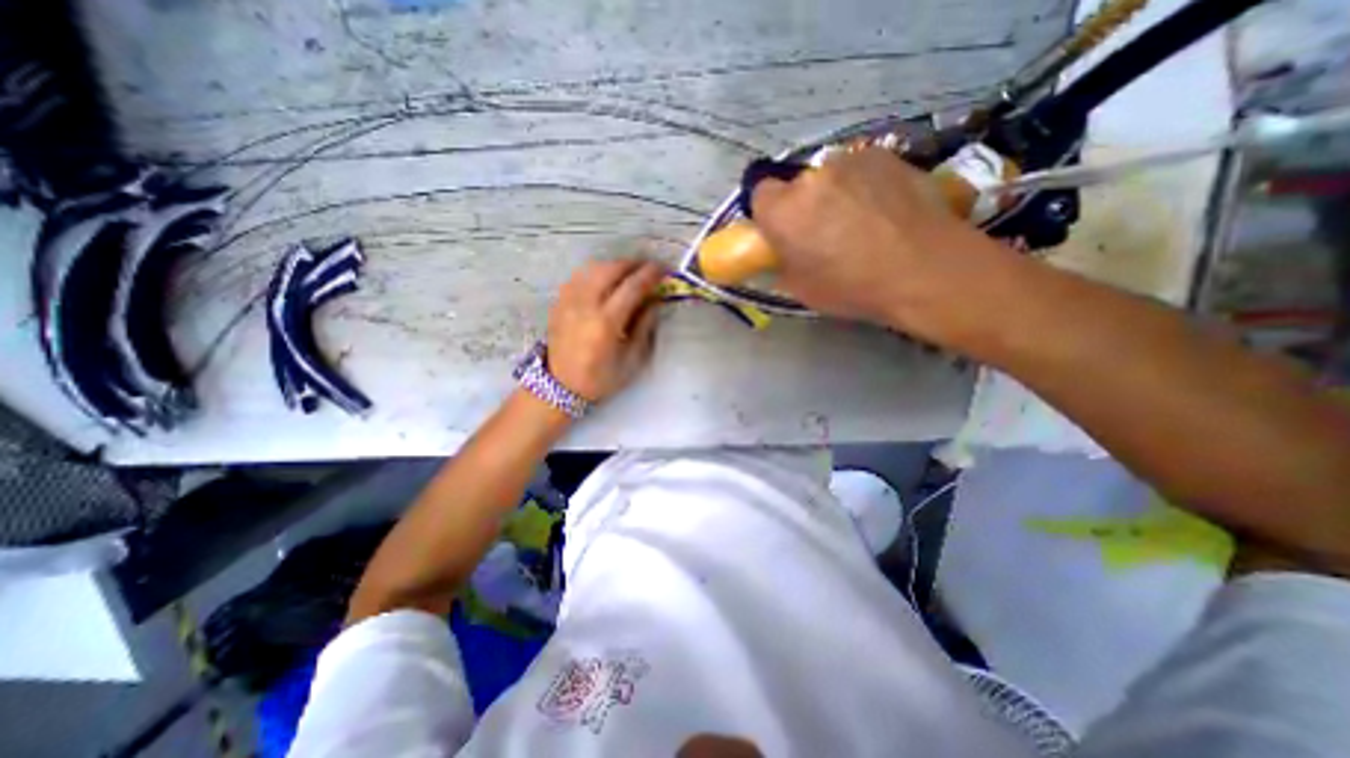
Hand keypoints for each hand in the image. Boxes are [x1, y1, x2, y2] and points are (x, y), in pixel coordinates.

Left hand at [544, 258, 664, 401]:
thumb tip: (654, 301)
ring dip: (614, 265)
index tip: (663, 269)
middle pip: (610, 269)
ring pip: (592, 268)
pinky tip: (604, 280)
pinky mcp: (559, 302)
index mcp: (606, 323)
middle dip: (633, 264)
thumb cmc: (601, 378)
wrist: (561, 386)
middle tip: (647, 268)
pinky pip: (579, 276)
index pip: (632, 287)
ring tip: (628, 272)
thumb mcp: (631, 360)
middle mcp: (585, 305)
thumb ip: (644, 327)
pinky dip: (596, 272)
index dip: (650, 274)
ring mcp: (568, 301)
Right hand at [748, 144, 1022, 345]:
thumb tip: (781, 254)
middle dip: (804, 205)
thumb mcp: (802, 289)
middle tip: (824, 232)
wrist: (924, 269)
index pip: (760, 195)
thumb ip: (781, 263)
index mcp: (783, 211)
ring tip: (861, 221)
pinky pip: (862, 169)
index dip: (770, 214)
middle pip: (797, 185)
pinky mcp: (886, 155)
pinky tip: (885, 209)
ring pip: (830, 175)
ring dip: (835, 193)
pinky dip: (865, 185)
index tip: (784, 232)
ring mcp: (852, 160)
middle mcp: (812, 177)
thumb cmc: (853, 287)